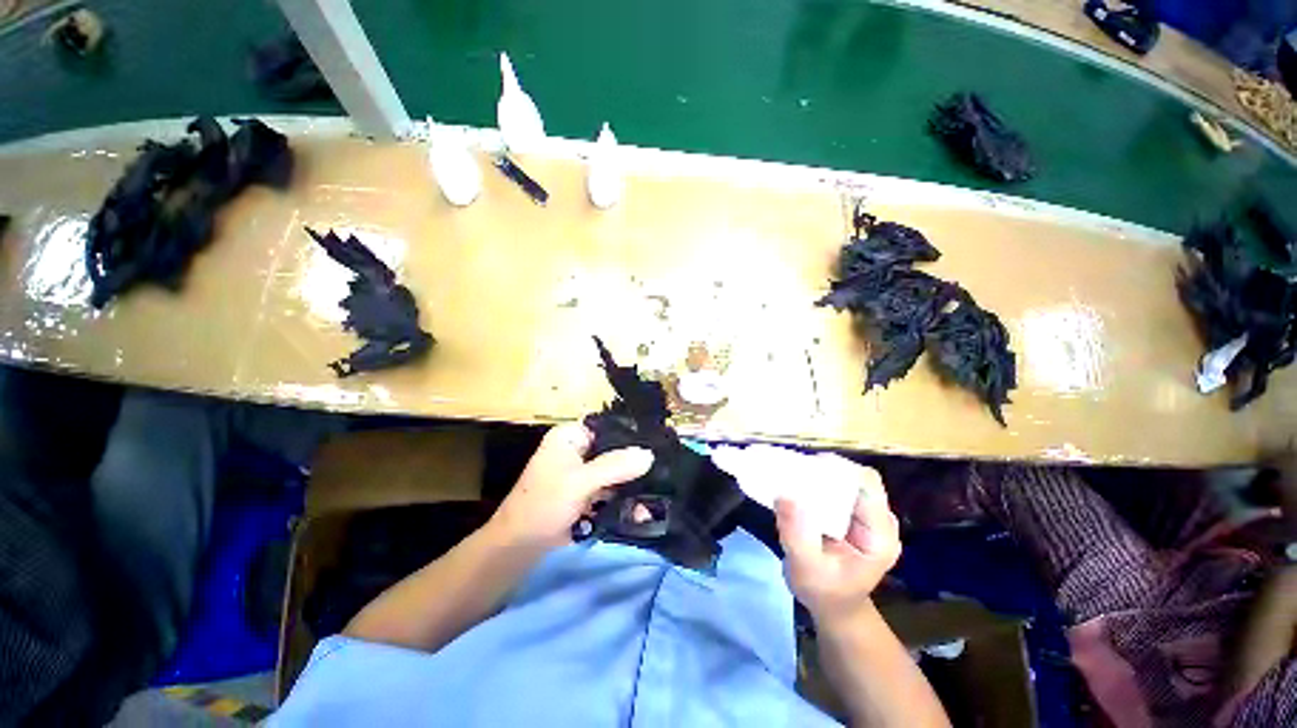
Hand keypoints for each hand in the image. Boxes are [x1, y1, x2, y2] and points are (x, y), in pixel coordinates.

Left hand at [488, 423, 653, 550]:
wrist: (518, 549)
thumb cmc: (543, 505)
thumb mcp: (580, 482)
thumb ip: (615, 466)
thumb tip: (649, 454)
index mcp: (570, 436)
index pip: (608, 427)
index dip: (631, 435)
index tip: (657, 445)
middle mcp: (578, 450)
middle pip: (614, 450)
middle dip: (634, 465)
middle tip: (661, 473)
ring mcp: (582, 473)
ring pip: (615, 472)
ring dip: (631, 486)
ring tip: (656, 495)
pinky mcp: (586, 493)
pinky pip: (610, 490)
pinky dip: (622, 499)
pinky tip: (640, 511)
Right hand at [775, 456, 899, 621]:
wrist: (834, 607)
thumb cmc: (823, 592)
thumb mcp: (805, 568)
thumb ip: (796, 534)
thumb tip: (783, 494)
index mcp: (880, 536)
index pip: (867, 484)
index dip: (838, 468)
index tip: (805, 469)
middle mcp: (881, 521)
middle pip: (857, 478)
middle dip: (826, 470)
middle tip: (793, 472)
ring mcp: (870, 516)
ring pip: (848, 479)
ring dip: (821, 475)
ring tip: (793, 478)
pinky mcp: (856, 514)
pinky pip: (841, 488)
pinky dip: (820, 483)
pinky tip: (801, 488)